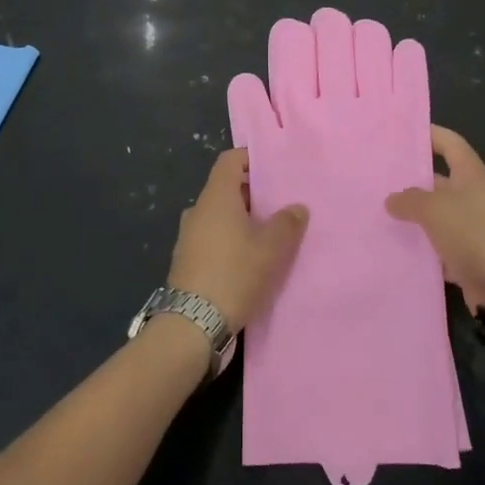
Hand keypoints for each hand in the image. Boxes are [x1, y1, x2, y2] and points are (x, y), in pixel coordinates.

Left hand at [168, 149, 306, 335]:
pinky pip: (212, 238)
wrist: (192, 325)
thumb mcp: (271, 249)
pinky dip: (230, 241)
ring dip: (242, 221)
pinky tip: (250, 261)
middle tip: (281, 205)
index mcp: (216, 197)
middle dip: (253, 194)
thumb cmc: (234, 274)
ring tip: (269, 235)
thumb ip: (287, 223)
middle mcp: (198, 210)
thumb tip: (297, 207)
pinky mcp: (187, 261)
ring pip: (219, 216)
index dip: (251, 159)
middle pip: (226, 188)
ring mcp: (188, 236)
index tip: (275, 170)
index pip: (230, 160)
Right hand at [385, 126, 484, 312]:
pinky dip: (421, 246)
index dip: (429, 134)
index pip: (449, 143)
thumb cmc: (473, 232)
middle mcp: (473, 196)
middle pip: (439, 180)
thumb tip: (392, 199)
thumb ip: (409, 200)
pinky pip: (439, 245)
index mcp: (471, 174)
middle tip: (377, 177)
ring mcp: (471, 227)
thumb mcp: (435, 209)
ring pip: (436, 215)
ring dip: (413, 216)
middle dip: (411, 179)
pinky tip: (395, 245)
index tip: (400, 132)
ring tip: (378, 211)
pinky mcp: (467, 255)